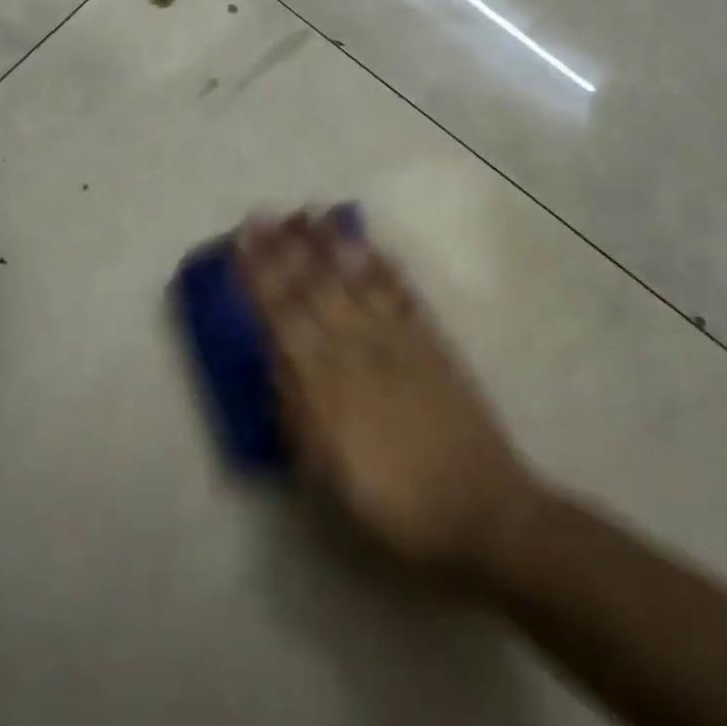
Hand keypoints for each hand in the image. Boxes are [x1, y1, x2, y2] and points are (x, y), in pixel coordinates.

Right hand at [237, 211, 534, 574]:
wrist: (484, 513)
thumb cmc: (394, 511)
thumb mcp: (327, 482)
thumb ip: (297, 417)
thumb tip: (274, 362)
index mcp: (326, 386)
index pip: (282, 317)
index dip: (260, 276)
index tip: (243, 241)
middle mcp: (359, 350)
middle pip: (315, 288)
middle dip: (286, 248)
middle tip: (265, 212)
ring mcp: (400, 342)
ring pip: (357, 281)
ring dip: (332, 244)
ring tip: (312, 212)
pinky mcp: (433, 344)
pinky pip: (403, 295)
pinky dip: (384, 266)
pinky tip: (370, 245)